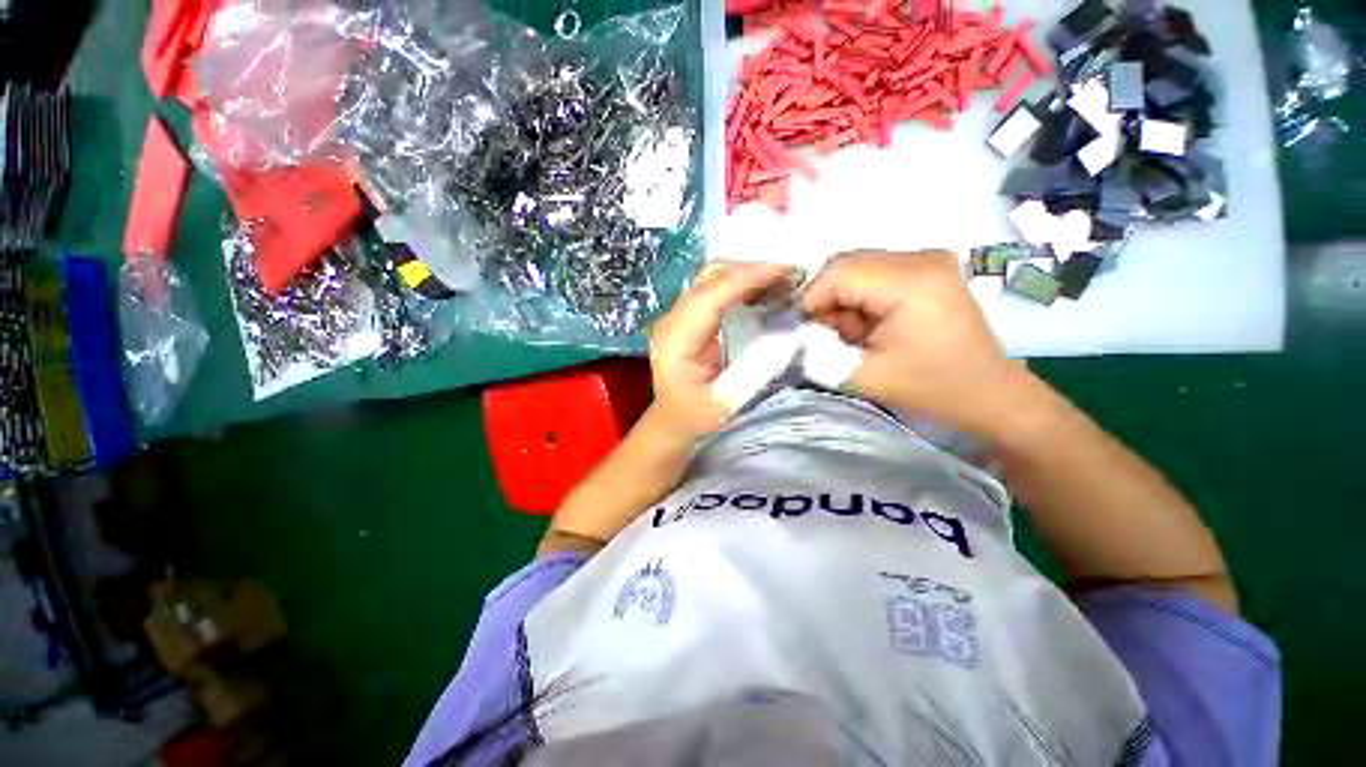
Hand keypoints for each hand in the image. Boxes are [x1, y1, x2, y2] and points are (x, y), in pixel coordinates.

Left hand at [649, 261, 802, 440]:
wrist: (672, 420)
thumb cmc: (694, 417)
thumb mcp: (724, 405)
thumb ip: (752, 373)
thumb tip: (785, 337)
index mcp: (675, 340)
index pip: (711, 295)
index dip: (748, 278)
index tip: (786, 272)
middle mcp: (672, 319)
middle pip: (710, 278)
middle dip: (752, 271)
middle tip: (792, 277)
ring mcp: (679, 315)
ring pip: (714, 278)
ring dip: (749, 275)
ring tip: (784, 282)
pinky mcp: (689, 317)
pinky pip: (717, 290)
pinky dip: (743, 285)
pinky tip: (765, 292)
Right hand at [802, 250, 1037, 437]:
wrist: (989, 393)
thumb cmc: (932, 388)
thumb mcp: (864, 377)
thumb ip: (821, 354)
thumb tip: (798, 336)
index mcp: (910, 281)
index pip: (838, 272)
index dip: (811, 299)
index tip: (802, 331)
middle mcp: (920, 257)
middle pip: (846, 263)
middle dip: (825, 299)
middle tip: (823, 335)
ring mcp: (927, 259)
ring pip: (857, 267)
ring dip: (841, 300)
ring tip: (849, 334)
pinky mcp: (928, 268)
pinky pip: (874, 273)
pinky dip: (859, 298)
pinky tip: (867, 325)